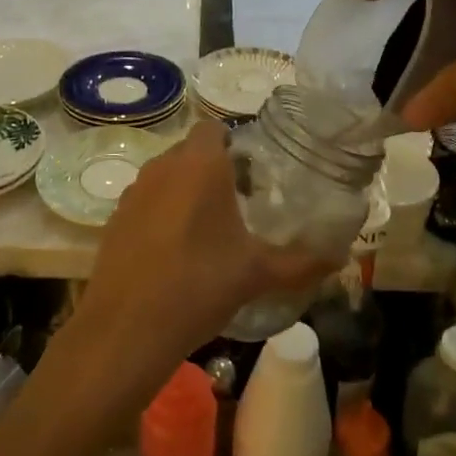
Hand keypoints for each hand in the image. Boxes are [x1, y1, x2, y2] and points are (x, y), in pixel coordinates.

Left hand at [71, 122, 327, 397]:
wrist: (127, 327)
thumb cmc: (200, 284)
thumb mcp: (258, 274)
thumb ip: (302, 262)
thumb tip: (340, 258)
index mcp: (200, 164)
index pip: (213, 127)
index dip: (232, 143)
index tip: (251, 172)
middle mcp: (163, 166)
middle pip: (190, 151)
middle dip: (212, 169)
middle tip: (238, 203)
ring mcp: (133, 191)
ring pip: (165, 176)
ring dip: (184, 191)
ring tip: (208, 229)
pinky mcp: (114, 218)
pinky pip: (145, 202)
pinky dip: (160, 214)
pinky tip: (174, 251)